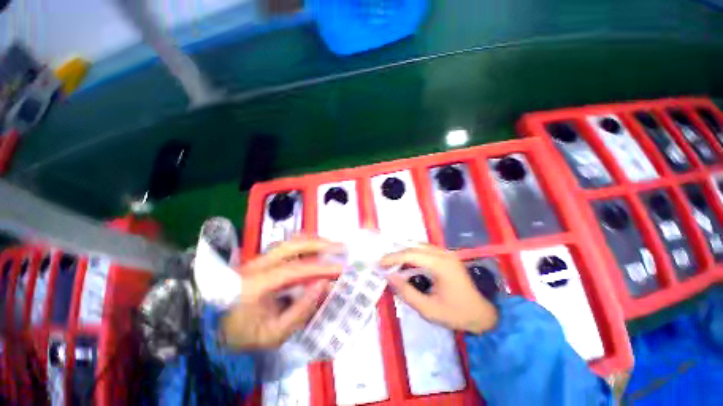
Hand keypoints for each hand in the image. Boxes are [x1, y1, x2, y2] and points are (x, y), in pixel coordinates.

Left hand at [220, 237, 341, 349]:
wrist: (211, 328)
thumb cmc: (243, 335)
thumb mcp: (274, 334)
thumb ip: (300, 310)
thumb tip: (323, 284)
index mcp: (256, 284)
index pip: (295, 270)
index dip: (321, 268)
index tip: (342, 269)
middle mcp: (258, 265)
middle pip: (293, 244)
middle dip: (320, 243)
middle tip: (340, 247)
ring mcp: (259, 259)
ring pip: (290, 241)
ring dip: (314, 241)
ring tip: (332, 246)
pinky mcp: (262, 259)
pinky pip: (288, 246)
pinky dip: (306, 245)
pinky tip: (316, 249)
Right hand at [381, 244, 497, 333]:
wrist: (483, 315)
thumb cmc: (457, 314)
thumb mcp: (428, 309)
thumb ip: (407, 292)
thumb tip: (390, 277)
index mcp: (441, 265)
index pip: (411, 254)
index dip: (393, 257)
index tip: (380, 263)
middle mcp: (444, 254)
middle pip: (415, 247)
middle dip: (397, 253)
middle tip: (384, 262)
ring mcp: (447, 254)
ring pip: (420, 246)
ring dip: (405, 252)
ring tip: (392, 261)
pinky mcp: (447, 257)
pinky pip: (426, 250)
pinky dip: (413, 253)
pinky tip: (407, 261)